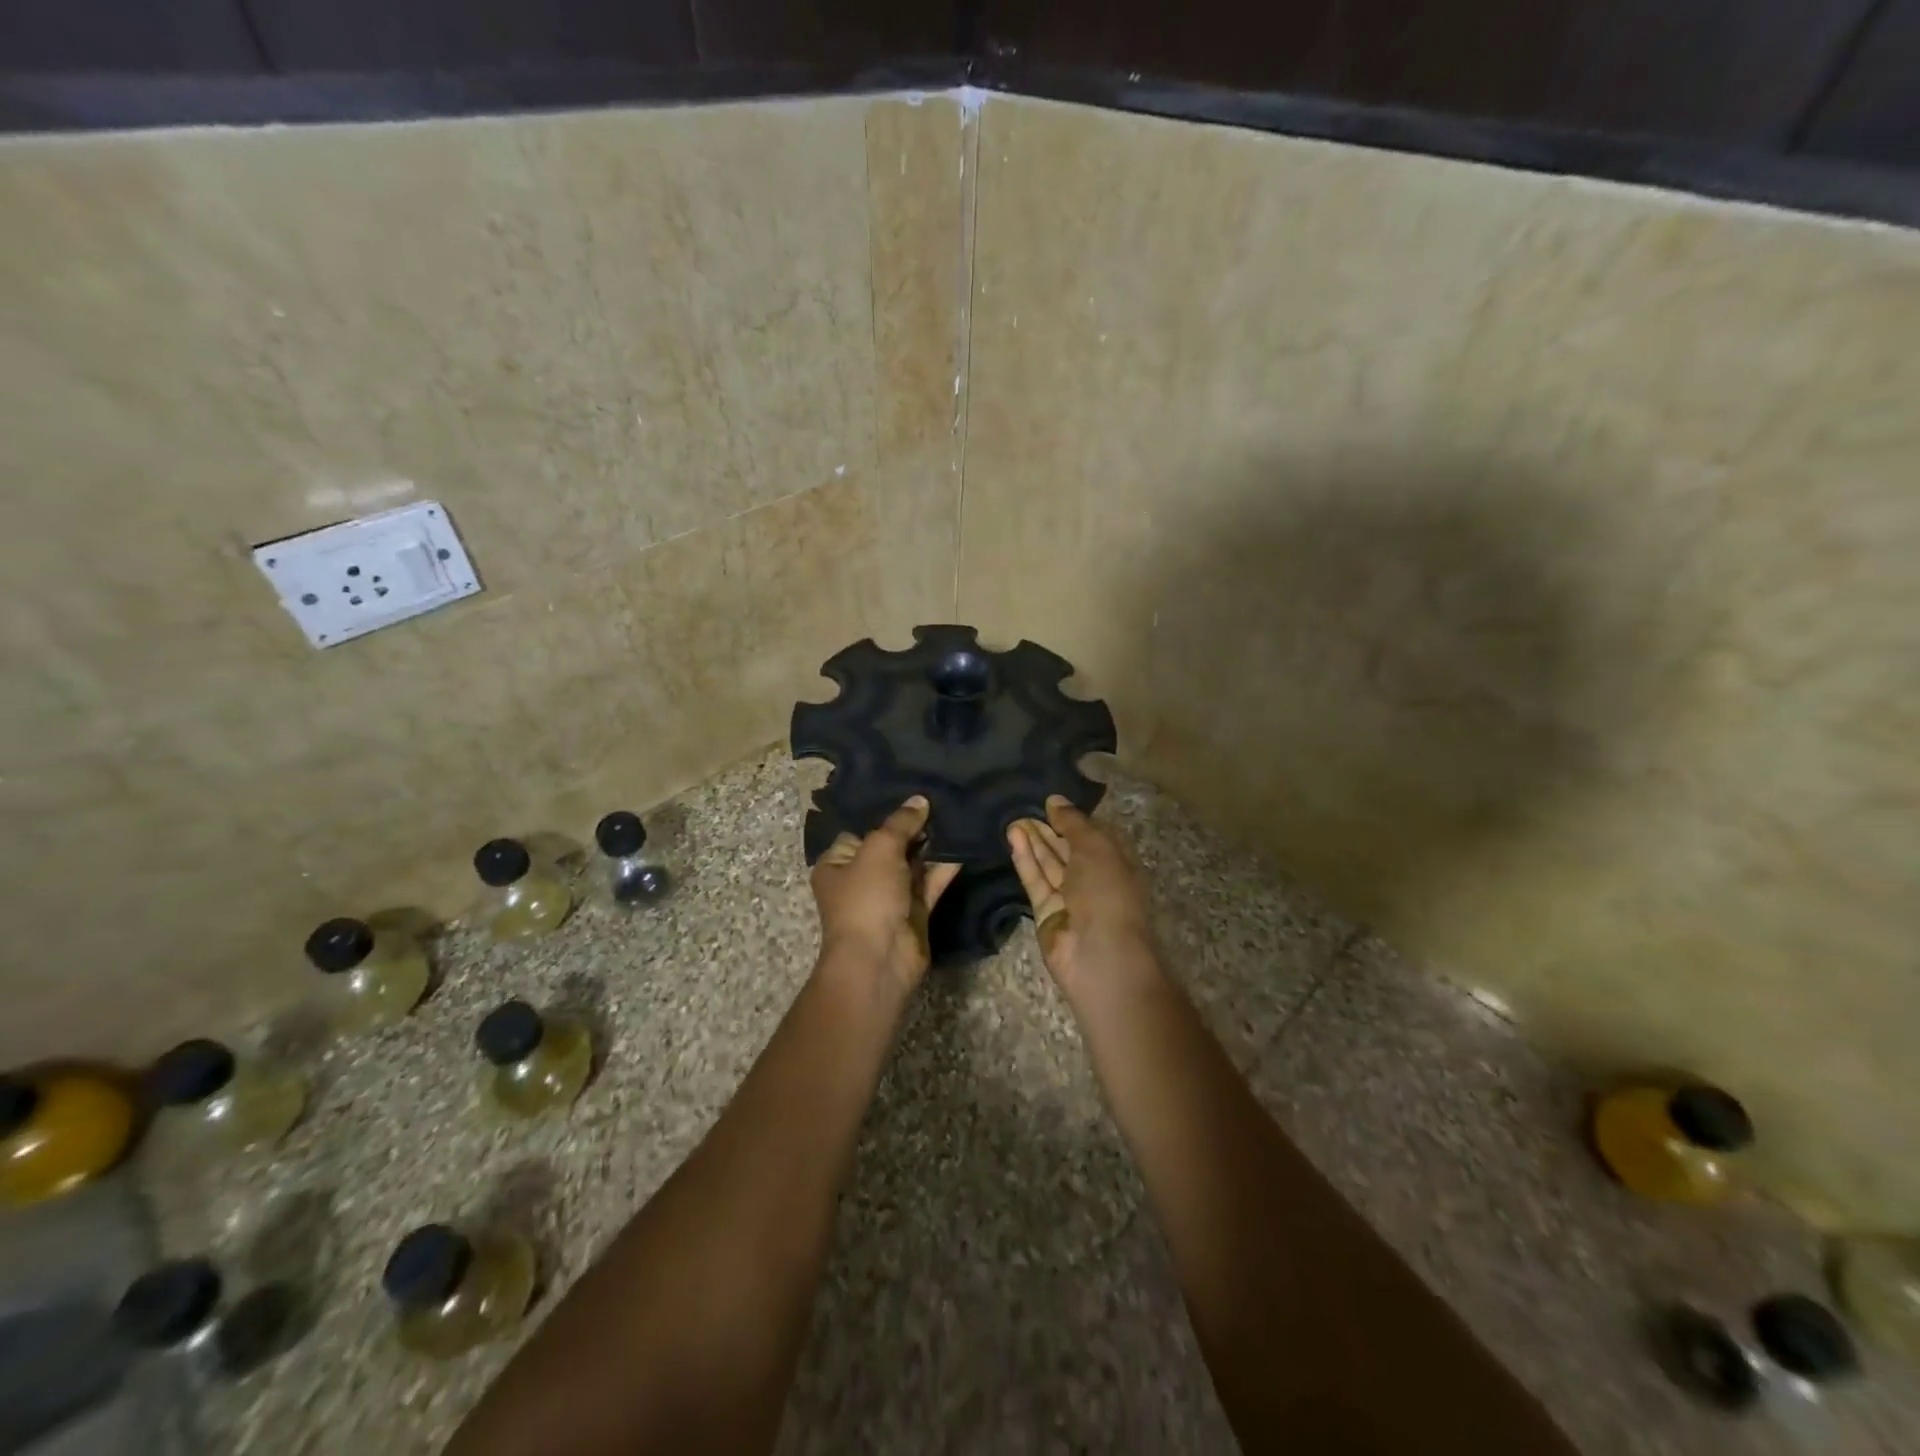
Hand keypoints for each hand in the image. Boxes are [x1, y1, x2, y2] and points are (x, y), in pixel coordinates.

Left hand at [811, 796, 960, 992]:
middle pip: (890, 845)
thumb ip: (901, 823)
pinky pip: (930, 883)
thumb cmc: (867, 897)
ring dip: (932, 845)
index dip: (885, 812)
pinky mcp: (914, 912)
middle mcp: (861, 878)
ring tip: (957, 815)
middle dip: (914, 827)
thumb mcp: (879, 849)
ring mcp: (889, 897)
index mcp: (837, 863)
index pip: (861, 829)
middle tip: (942, 798)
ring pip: (913, 864)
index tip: (912, 791)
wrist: (880, 959)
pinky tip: (964, 845)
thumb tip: (920, 800)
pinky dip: (945, 867)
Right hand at [1008, 796, 1160, 1006]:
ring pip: (1048, 863)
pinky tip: (1012, 838)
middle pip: (1067, 848)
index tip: (1048, 800)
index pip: (1092, 834)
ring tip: (1012, 817)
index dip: (1072, 817)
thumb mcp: (1095, 847)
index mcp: (1116, 862)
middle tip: (1022, 805)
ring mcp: (1069, 897)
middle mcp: (1094, 878)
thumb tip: (1055, 800)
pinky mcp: (1046, 912)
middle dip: (1048, 828)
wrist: (1099, 954)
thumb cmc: (1107, 892)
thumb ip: (1073, 822)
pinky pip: (1035, 881)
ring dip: (1033, 841)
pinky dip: (1025, 859)